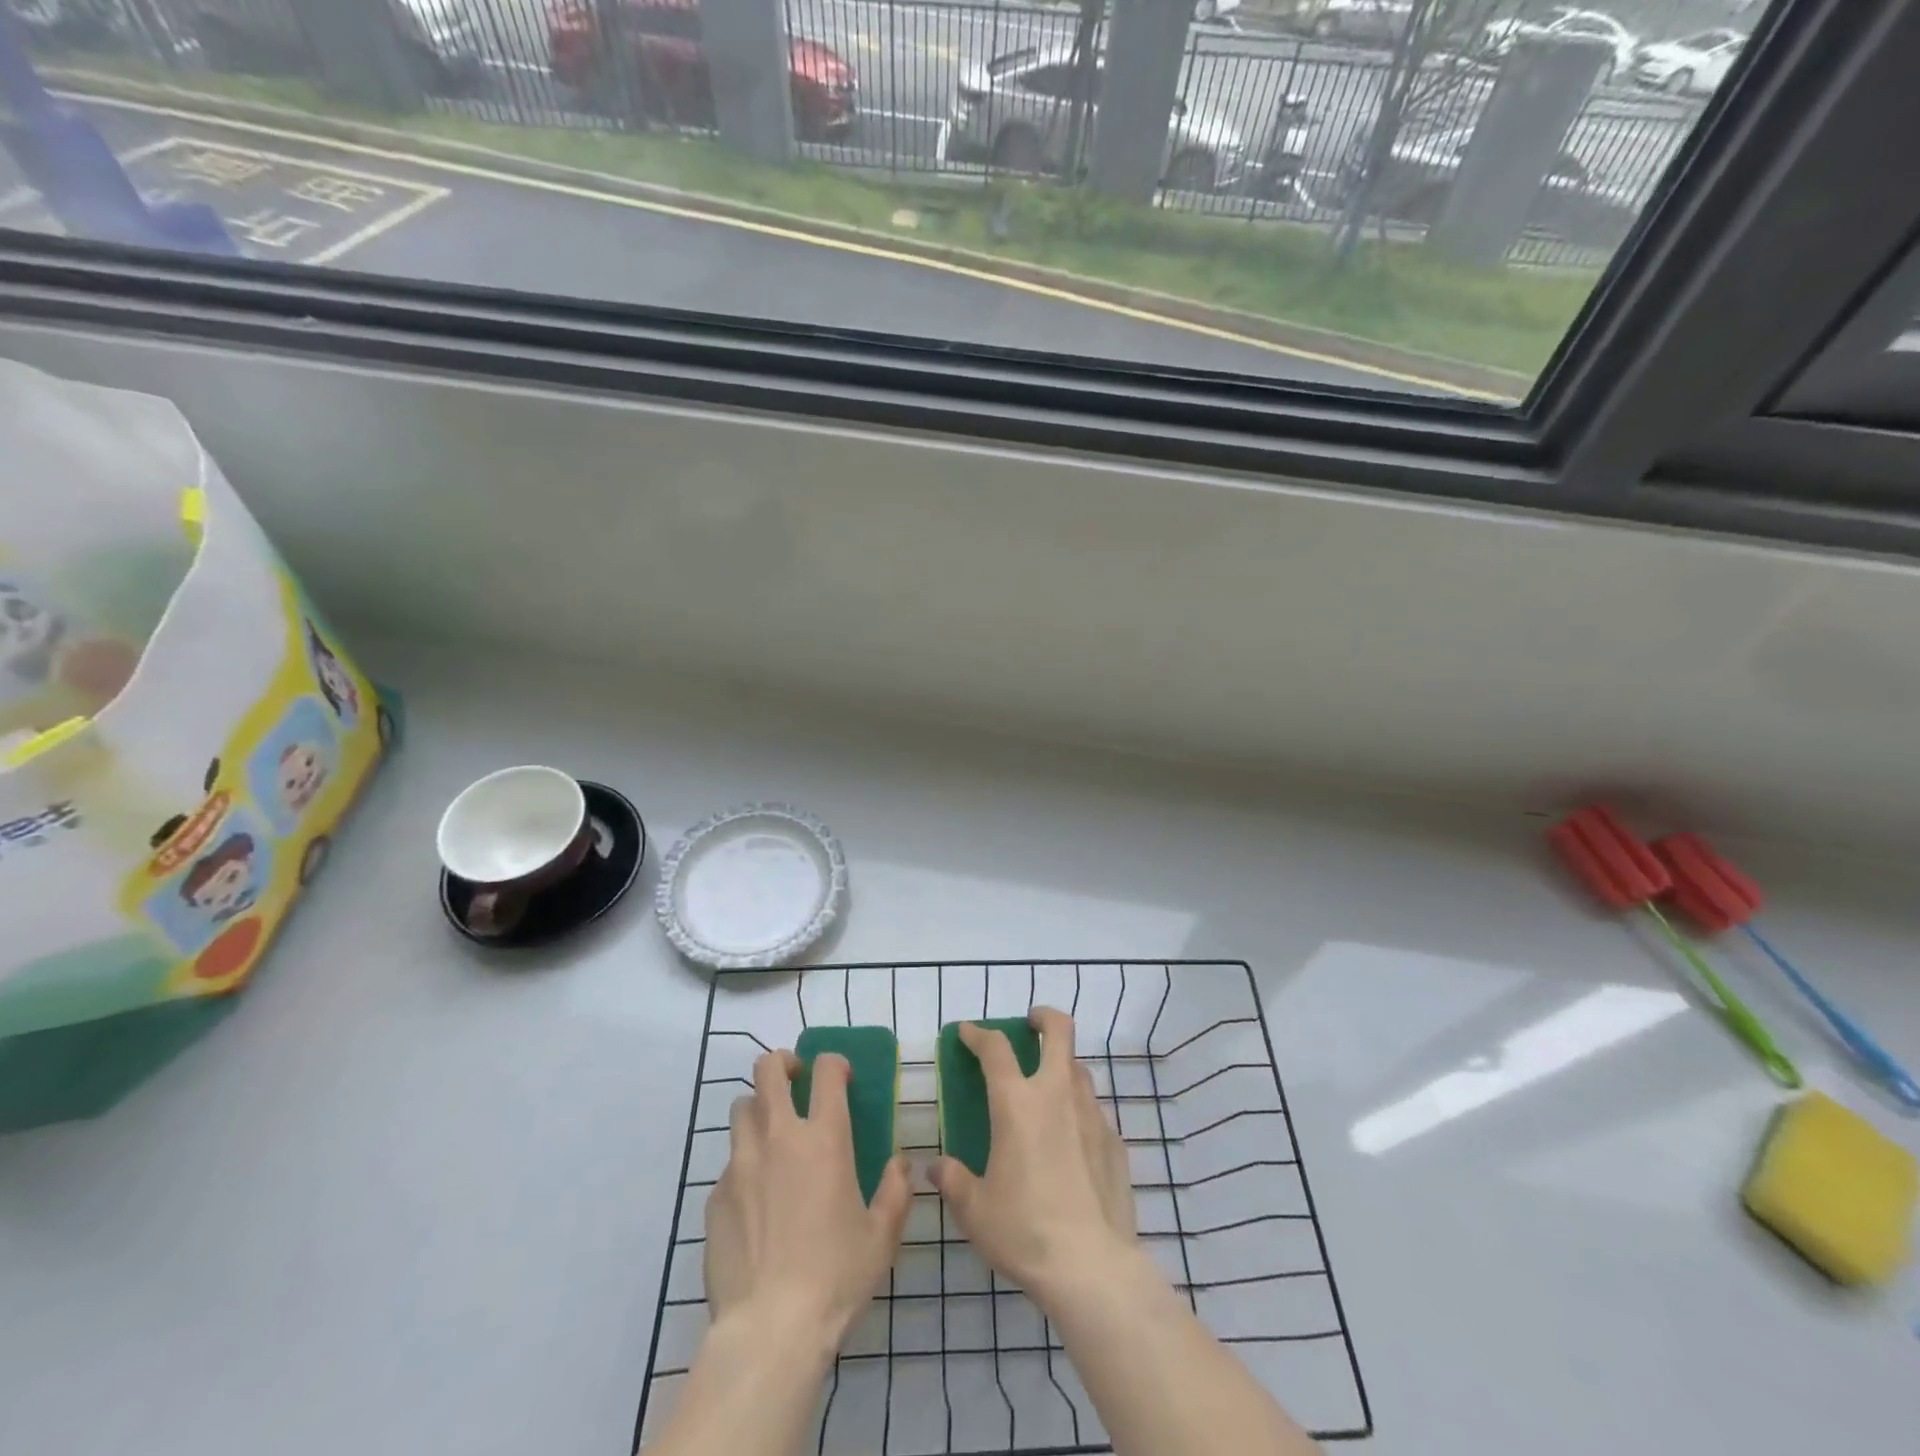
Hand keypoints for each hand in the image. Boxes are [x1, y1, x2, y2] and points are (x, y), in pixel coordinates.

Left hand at [705, 1050, 911, 1353]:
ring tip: (771, 1134)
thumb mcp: (882, 1235)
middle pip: (768, 1070)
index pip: (826, 1071)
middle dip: (782, 1064)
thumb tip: (901, 1163)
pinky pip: (728, 1163)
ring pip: (741, 1108)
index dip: (834, 1063)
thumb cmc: (836, 1276)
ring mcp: (741, 1164)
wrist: (770, 1329)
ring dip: (758, 1109)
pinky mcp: (715, 1197)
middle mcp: (779, 1137)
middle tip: (795, 1081)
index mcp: (824, 1138)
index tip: (841, 1078)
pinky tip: (755, 1199)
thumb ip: (896, 1190)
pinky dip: (743, 1165)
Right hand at [928, 1009, 1137, 1312]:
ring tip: (1047, 1088)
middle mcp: (1057, 1094)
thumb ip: (953, 1180)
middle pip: (1059, 1031)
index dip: (978, 1034)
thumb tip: (937, 1167)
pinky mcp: (1115, 1141)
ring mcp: (1092, 1114)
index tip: (967, 1032)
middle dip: (1043, 1018)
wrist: (1091, 1266)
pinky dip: (1078, 1111)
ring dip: (1062, 1065)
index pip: (995, 1048)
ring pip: (1079, 1068)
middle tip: (1029, 1025)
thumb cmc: (1024, 1230)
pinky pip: (1094, 1110)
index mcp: (1017, 1103)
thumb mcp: (975, 1209)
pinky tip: (1071, 1142)